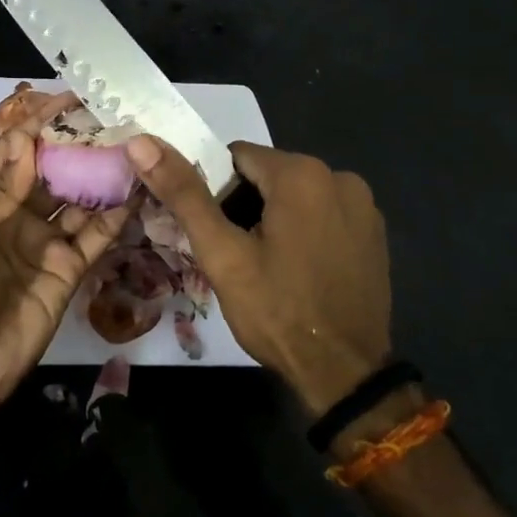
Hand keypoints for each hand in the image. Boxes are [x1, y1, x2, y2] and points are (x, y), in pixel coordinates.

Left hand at [0, 128, 130, 417]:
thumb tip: (28, 144)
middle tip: (112, 119)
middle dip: (78, 146)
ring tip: (132, 147)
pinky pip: (96, 235)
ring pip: (79, 198)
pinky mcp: (70, 268)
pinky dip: (117, 214)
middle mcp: (17, 213)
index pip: (14, 151)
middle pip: (53, 170)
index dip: (38, 124)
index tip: (69, 100)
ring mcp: (46, 241)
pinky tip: (137, 190)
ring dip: (101, 175)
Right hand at [125, 137, 390, 415]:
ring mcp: (364, 206)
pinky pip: (323, 214)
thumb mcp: (222, 253)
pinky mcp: (374, 232)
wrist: (344, 373)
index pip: (236, 157)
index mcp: (302, 173)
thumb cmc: (277, 310)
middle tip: (233, 253)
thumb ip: (183, 193)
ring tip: (263, 265)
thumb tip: (141, 142)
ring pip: (296, 195)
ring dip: (273, 217)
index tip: (212, 231)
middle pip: (268, 175)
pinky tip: (298, 269)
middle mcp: (339, 176)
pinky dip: (304, 229)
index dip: (214, 191)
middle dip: (243, 205)